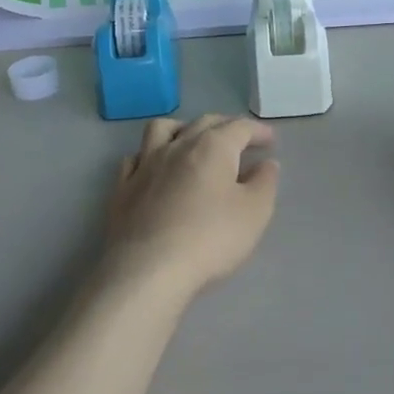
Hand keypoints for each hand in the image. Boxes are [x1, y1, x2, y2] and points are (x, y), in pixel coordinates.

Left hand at [104, 114, 279, 297]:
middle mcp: (177, 146)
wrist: (148, 269)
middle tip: (240, 140)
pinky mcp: (123, 188)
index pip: (239, 127)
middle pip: (203, 123)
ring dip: (182, 128)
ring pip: (162, 129)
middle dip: (225, 126)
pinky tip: (155, 168)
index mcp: (212, 147)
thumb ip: (264, 183)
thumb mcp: (254, 213)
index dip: (257, 131)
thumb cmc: (210, 238)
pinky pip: (135, 158)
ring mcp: (145, 165)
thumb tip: (266, 163)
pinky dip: (149, 155)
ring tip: (192, 141)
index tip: (270, 141)